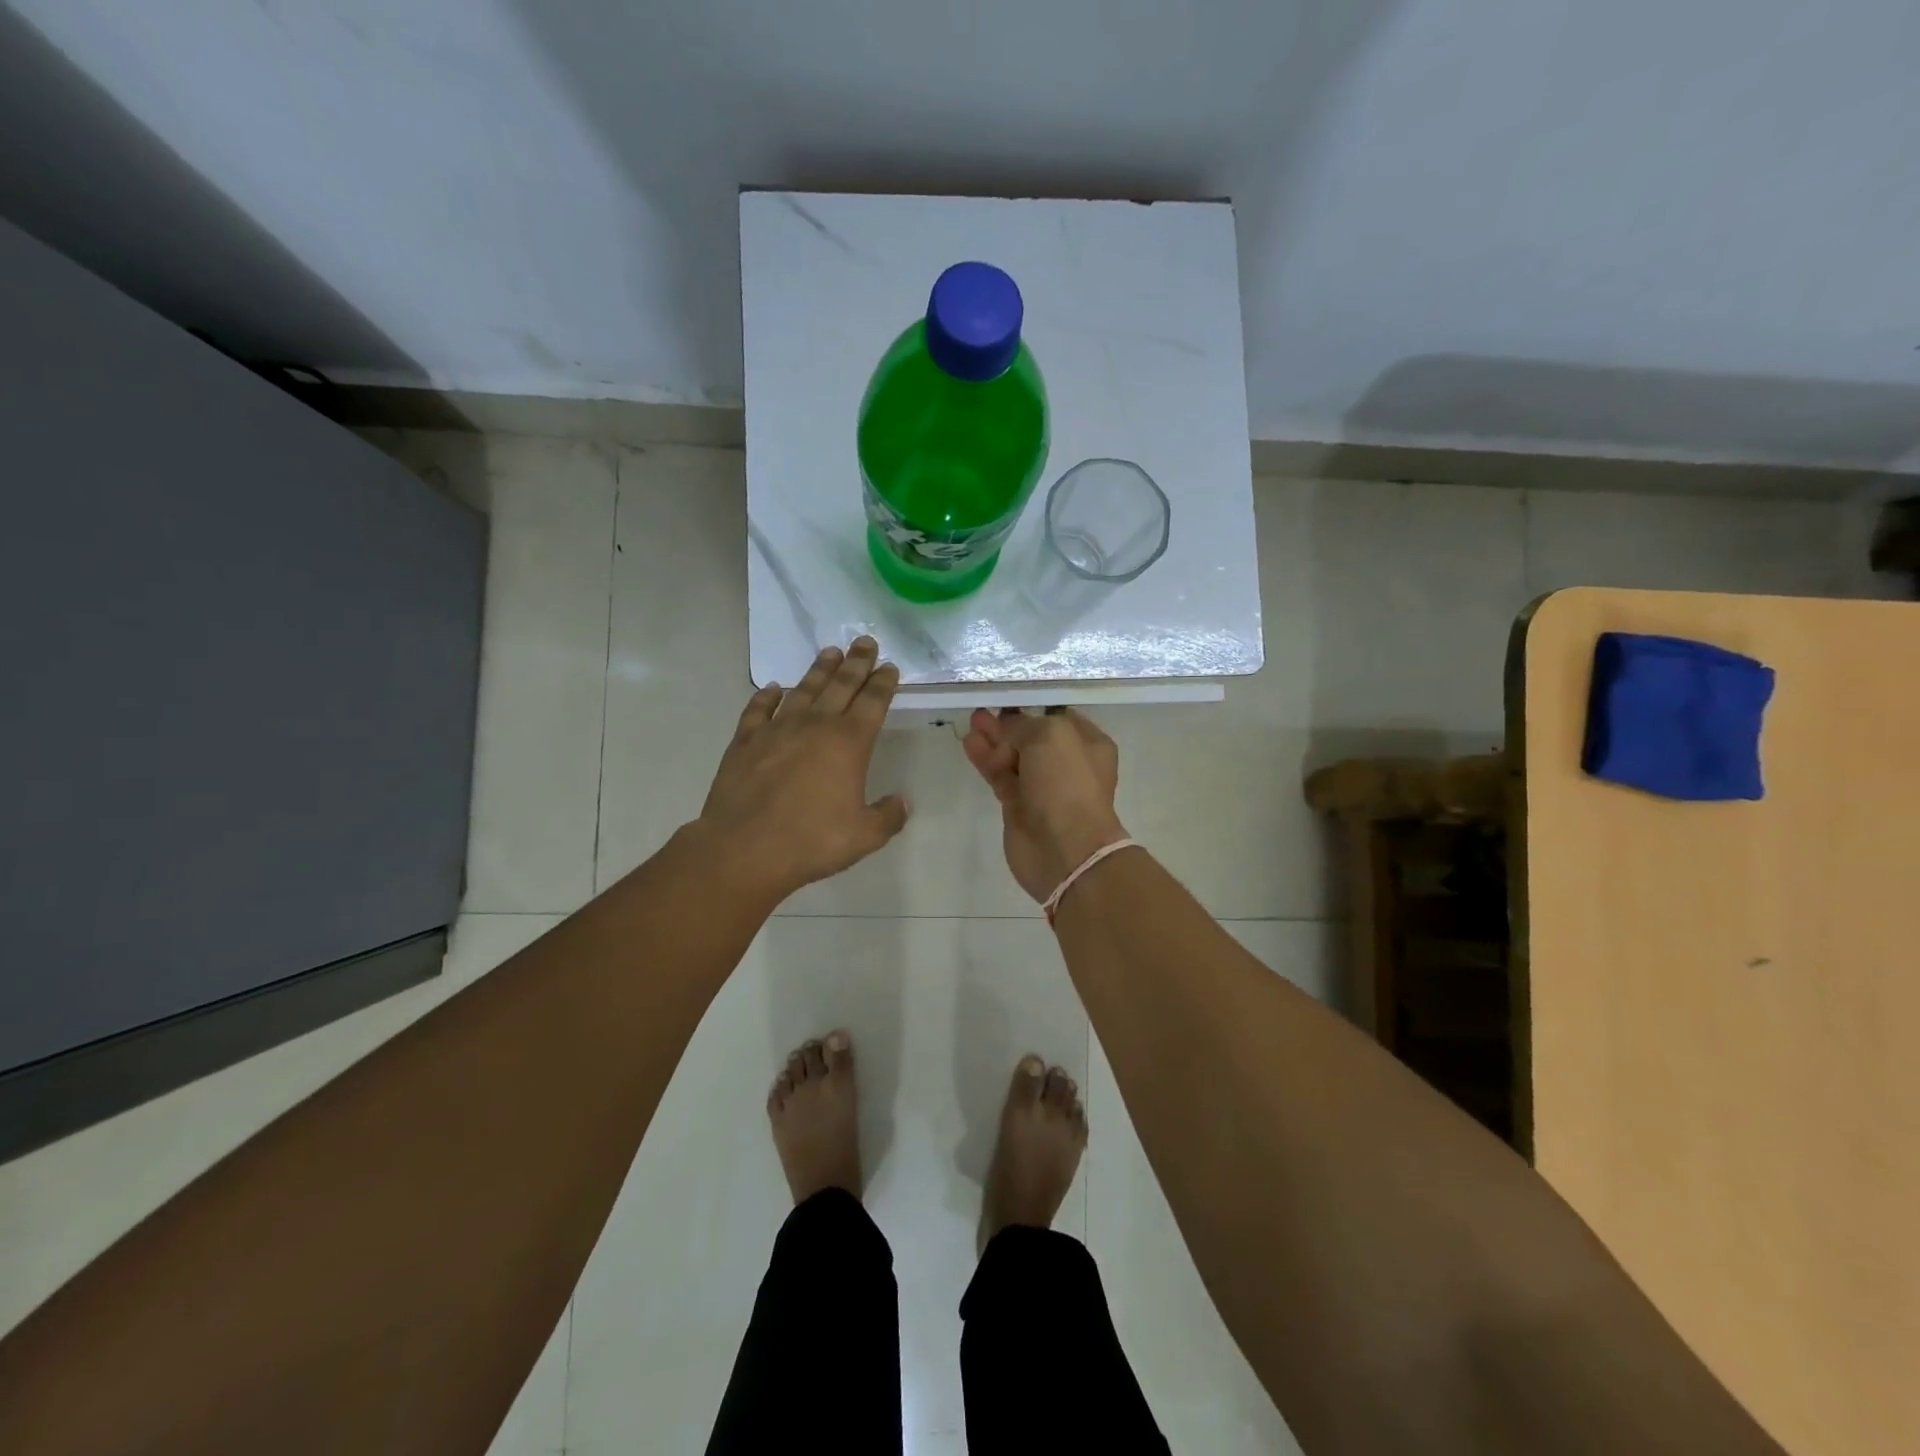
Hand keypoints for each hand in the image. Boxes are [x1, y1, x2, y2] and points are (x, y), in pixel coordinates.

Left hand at [696, 638, 908, 900]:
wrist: (745, 849)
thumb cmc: (811, 842)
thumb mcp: (864, 836)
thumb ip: (888, 816)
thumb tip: (902, 802)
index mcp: (849, 743)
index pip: (872, 702)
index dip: (882, 682)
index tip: (889, 666)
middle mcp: (815, 726)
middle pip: (840, 685)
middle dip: (856, 662)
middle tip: (865, 641)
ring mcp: (777, 730)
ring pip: (803, 690)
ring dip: (818, 670)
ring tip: (829, 652)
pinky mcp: (745, 741)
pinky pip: (758, 710)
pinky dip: (766, 697)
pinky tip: (772, 689)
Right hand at [961, 708, 1127, 902]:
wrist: (1064, 849)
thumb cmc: (1066, 784)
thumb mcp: (1050, 736)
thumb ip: (1024, 725)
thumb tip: (1006, 729)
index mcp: (1088, 744)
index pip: (1058, 716)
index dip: (1032, 706)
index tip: (1007, 698)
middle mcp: (1067, 763)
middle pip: (1031, 736)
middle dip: (1007, 723)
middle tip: (982, 710)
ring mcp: (1042, 786)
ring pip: (1013, 756)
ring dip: (993, 740)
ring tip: (972, 723)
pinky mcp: (1019, 806)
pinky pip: (1000, 775)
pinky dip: (986, 760)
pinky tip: (970, 744)